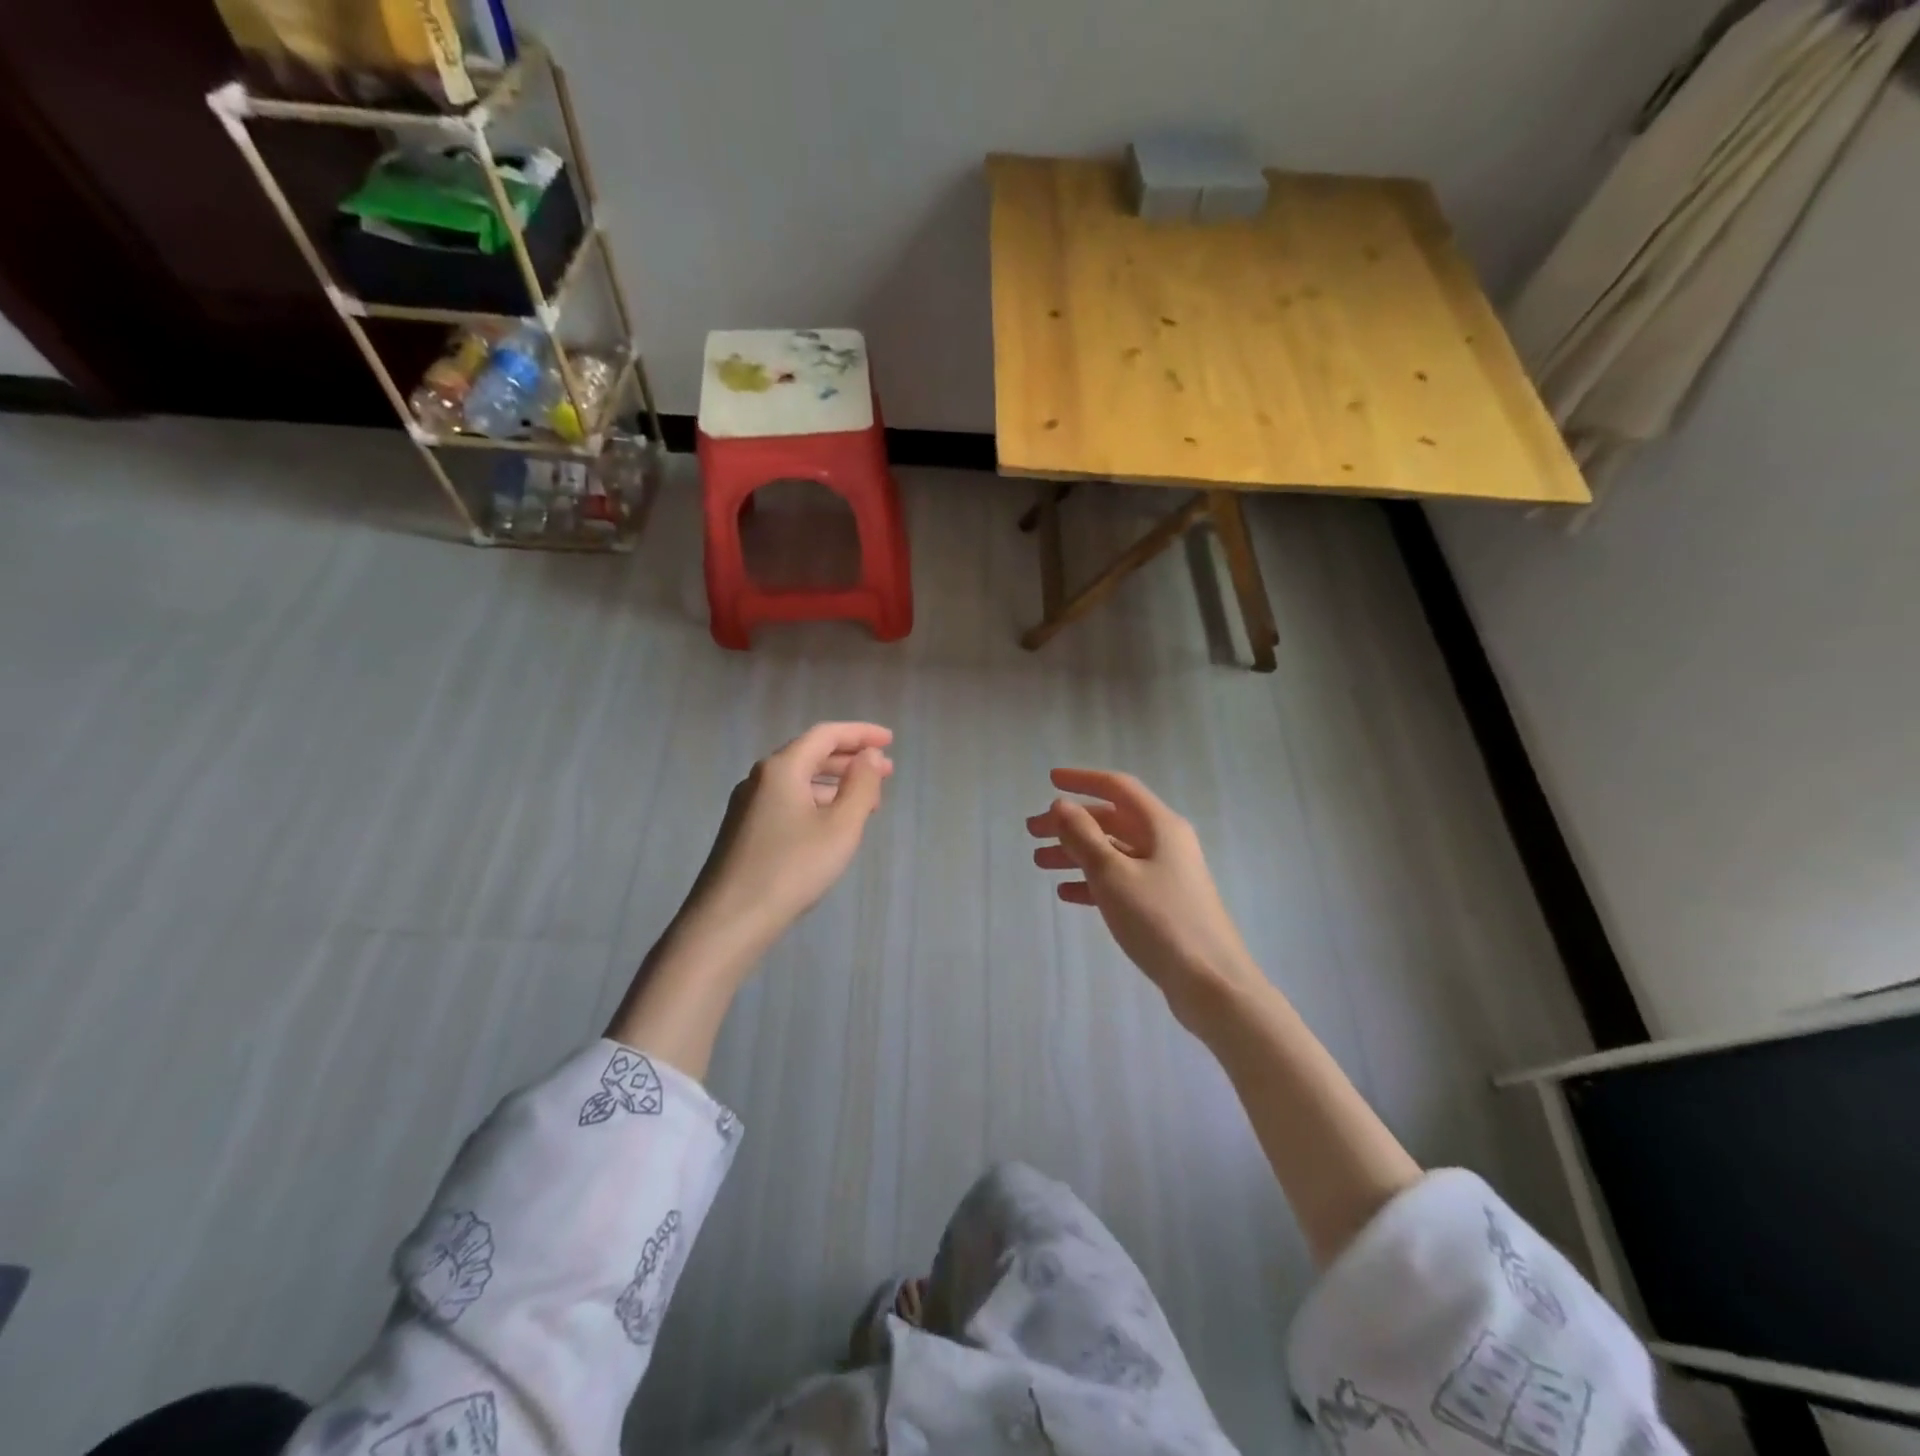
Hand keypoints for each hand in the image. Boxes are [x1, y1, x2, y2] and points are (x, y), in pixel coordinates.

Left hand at [609, 723, 893, 1078]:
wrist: (729, 920)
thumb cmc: (792, 868)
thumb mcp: (841, 827)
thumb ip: (861, 786)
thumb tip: (868, 756)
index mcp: (782, 768)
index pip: (826, 734)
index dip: (861, 733)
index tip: (890, 741)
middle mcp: (760, 778)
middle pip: (811, 755)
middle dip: (851, 760)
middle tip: (886, 772)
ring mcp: (748, 805)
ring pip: (799, 781)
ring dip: (836, 784)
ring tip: (867, 803)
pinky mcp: (744, 830)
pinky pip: (788, 802)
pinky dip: (817, 803)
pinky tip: (832, 825)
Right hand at [1027, 768, 1259, 1021]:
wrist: (1211, 983)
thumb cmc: (1160, 920)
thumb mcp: (1113, 875)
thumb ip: (1084, 837)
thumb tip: (1062, 805)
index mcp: (1160, 826)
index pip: (1118, 788)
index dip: (1082, 780)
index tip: (1049, 779)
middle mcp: (1165, 843)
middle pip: (1111, 820)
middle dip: (1071, 823)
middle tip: (1032, 832)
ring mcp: (1166, 875)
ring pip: (1113, 852)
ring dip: (1076, 853)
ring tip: (1040, 862)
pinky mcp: (1163, 904)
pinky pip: (1120, 881)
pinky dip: (1093, 881)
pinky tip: (1067, 892)